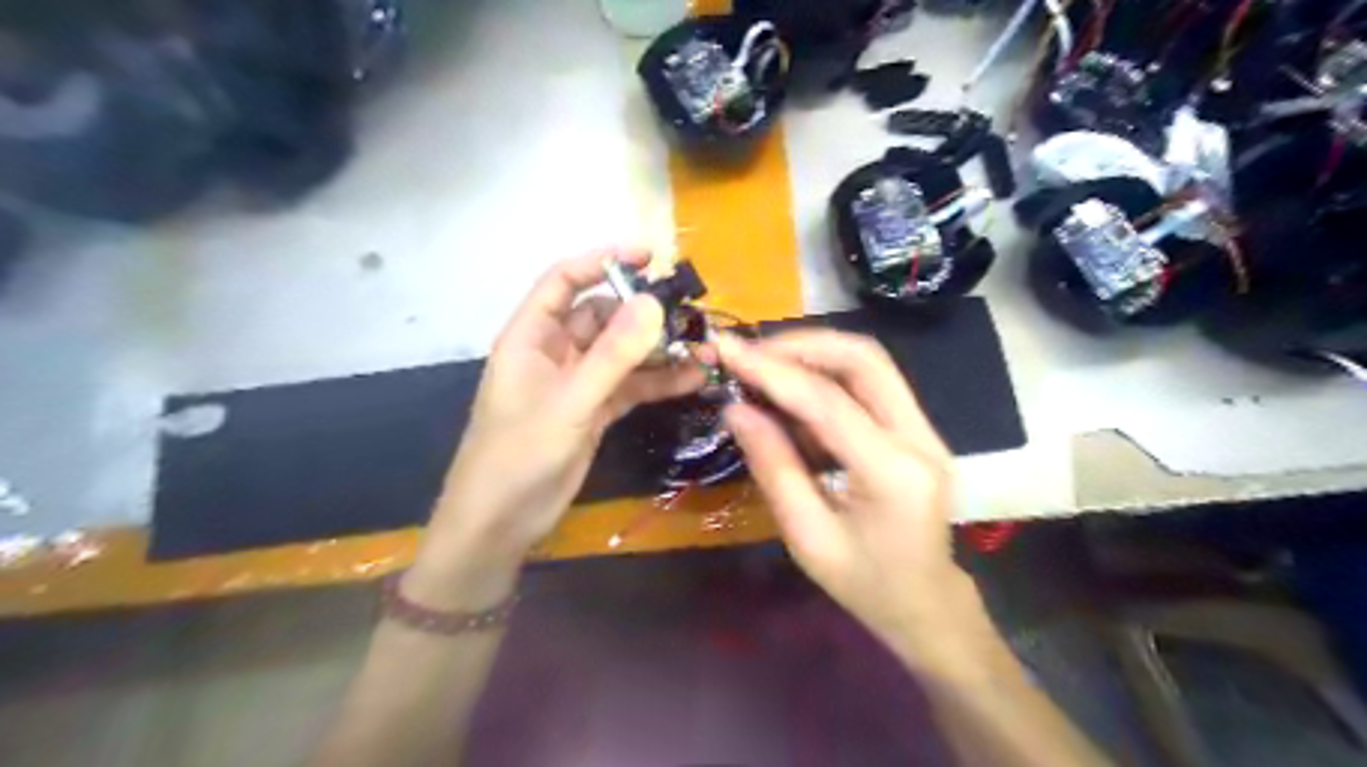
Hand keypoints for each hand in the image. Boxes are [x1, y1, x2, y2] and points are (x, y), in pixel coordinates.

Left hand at [406, 248, 703, 605]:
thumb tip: (654, 303)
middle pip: (602, 315)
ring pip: (621, 353)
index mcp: (531, 336)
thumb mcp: (569, 402)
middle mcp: (555, 352)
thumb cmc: (518, 455)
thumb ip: (612, 355)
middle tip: (689, 312)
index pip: (565, 281)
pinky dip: (658, 382)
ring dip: (658, 350)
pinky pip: (630, 386)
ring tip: (703, 347)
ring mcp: (577, 383)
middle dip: (643, 312)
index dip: (603, 261)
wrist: (501, 523)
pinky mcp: (594, 411)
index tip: (649, 255)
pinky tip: (692, 378)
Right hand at [710, 332, 989, 666]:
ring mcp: (926, 430)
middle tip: (750, 355)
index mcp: (893, 474)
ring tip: (764, 367)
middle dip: (801, 346)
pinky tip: (792, 393)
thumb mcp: (807, 538)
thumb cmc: (866, 586)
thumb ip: (773, 467)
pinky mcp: (918, 430)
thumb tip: (736, 409)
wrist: (927, 607)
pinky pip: (871, 385)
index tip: (727, 351)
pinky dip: (827, 376)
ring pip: (870, 364)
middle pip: (864, 360)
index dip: (773, 371)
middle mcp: (920, 439)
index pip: (829, 401)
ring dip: (814, 354)